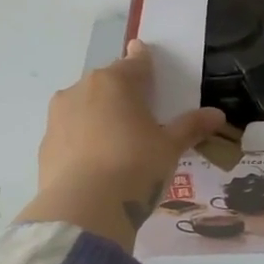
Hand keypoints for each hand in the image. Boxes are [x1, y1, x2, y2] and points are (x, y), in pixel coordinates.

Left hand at [19, 42, 225, 249]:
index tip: (145, 55)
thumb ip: (191, 127)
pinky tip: (96, 161)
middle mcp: (82, 89)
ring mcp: (59, 116)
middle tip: (140, 111)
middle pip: (108, 83)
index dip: (144, 60)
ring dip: (100, 114)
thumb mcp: (170, 147)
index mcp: (116, 82)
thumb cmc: (135, 166)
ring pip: (85, 106)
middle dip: (123, 92)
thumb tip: (217, 115)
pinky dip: (83, 139)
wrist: (83, 209)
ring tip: (117, 139)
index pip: (136, 62)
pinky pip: (71, 132)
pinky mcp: (45, 144)